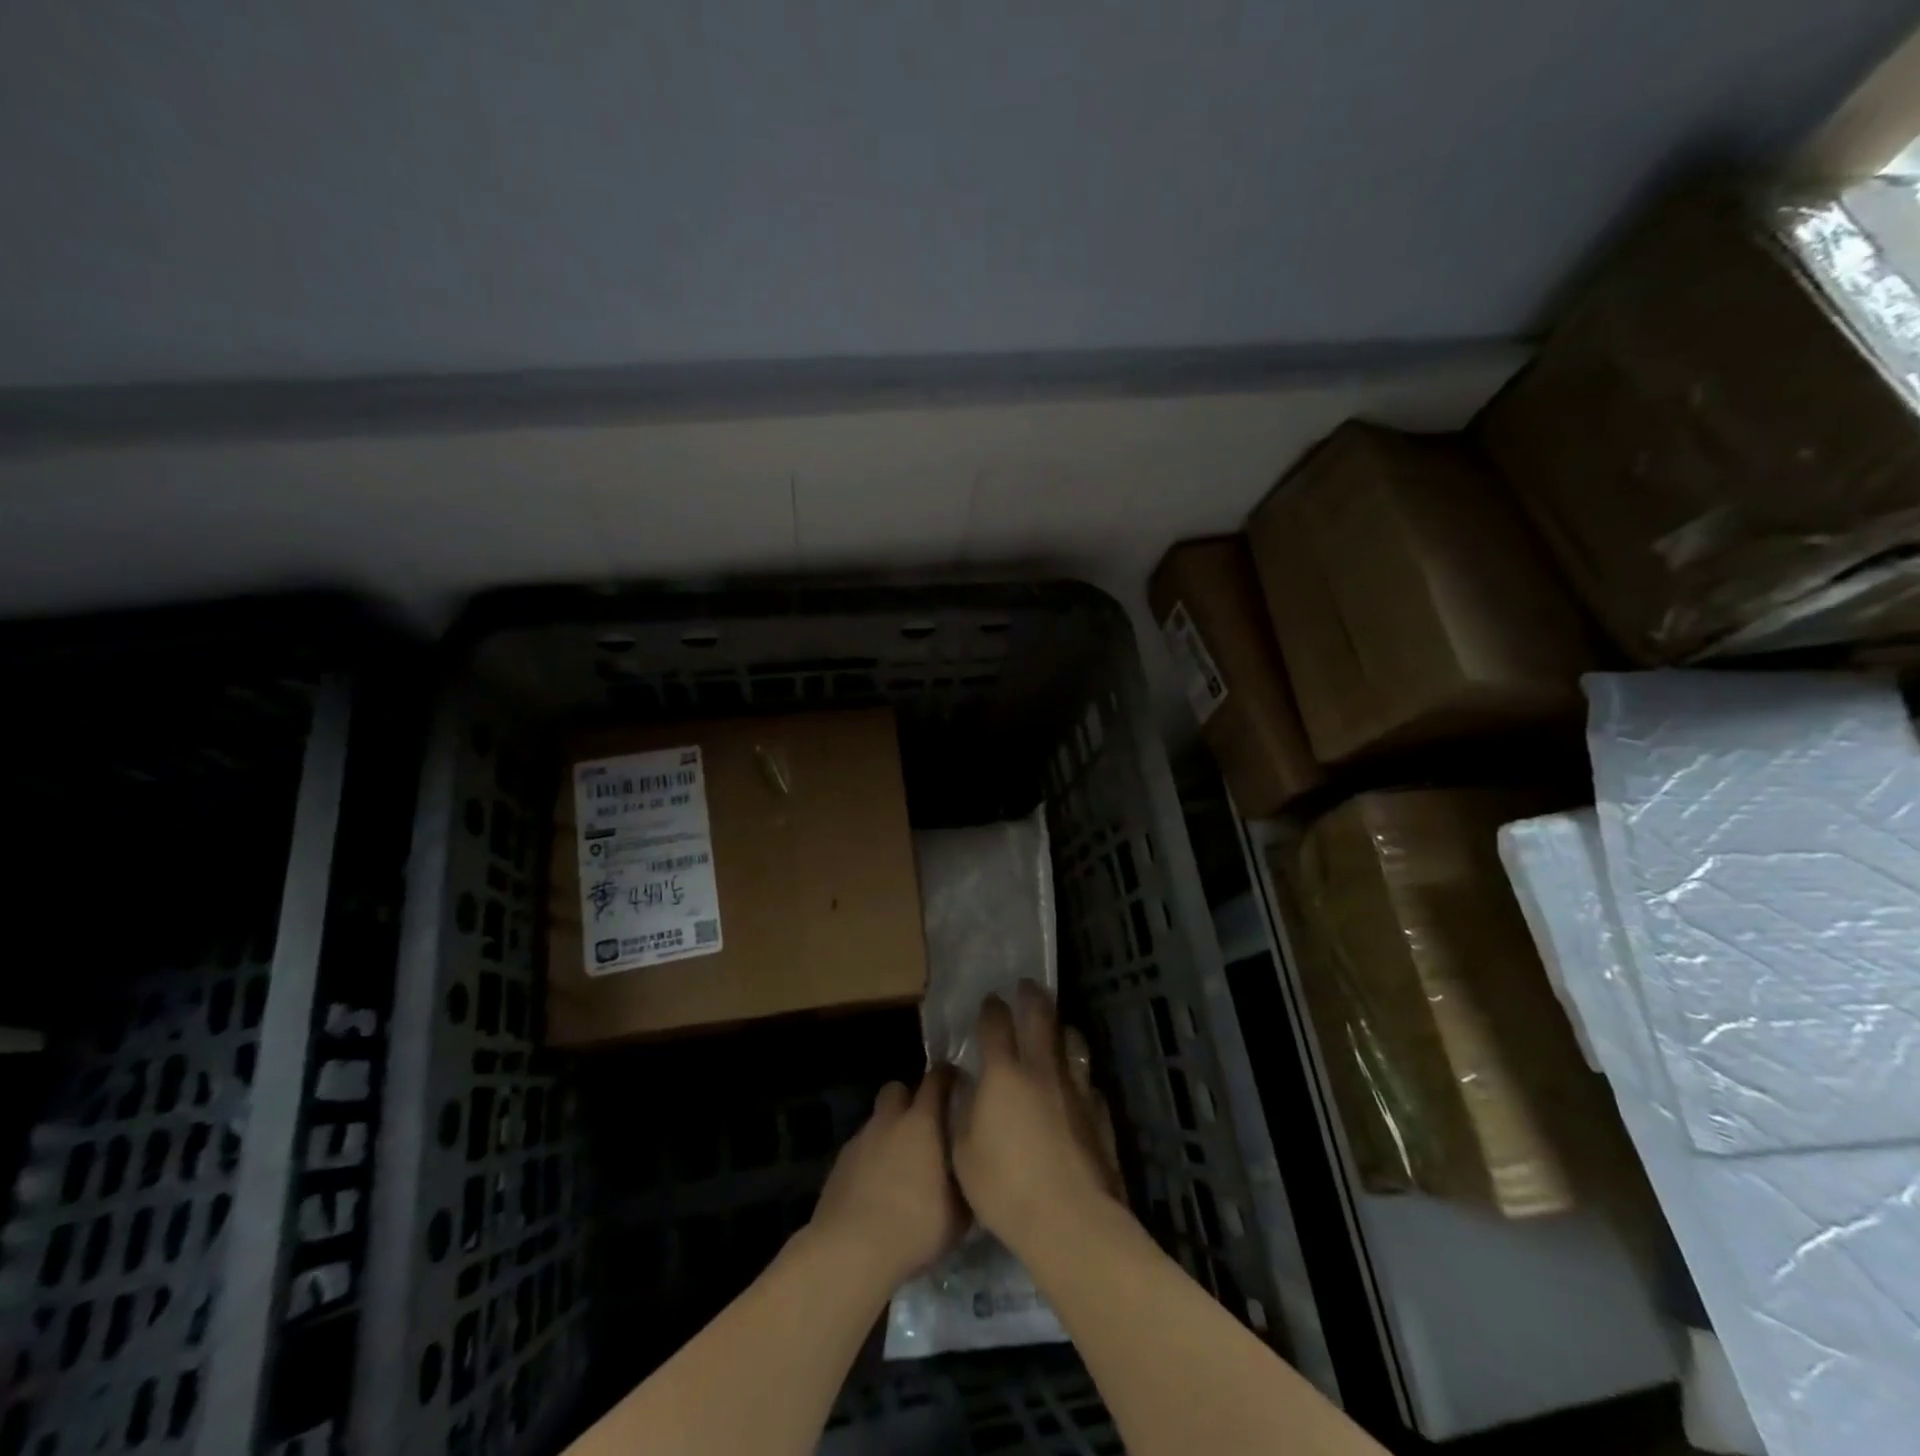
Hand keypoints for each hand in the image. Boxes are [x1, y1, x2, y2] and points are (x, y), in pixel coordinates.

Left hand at [809, 1068, 966, 1288]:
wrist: (849, 1252)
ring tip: (900, 1165)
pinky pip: (861, 1149)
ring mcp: (860, 1140)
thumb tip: (972, 1172)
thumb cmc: (913, 1227)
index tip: (958, 1084)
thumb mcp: (958, 1214)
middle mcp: (889, 1121)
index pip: (936, 1079)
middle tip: (924, 1126)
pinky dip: (871, 1159)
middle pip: (897, 1088)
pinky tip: (877, 1188)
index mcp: (922, 1123)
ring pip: (877, 1121)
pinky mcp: (839, 1164)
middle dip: (909, 1099)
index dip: (947, 1077)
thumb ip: (965, 1183)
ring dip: (889, 1133)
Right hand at [952, 982, 1123, 1255]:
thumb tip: (964, 1083)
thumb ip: (962, 1111)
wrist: (1071, 1220)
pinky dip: (1079, 1078)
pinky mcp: (1099, 1113)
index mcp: (1004, 1074)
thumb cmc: (1005, 1187)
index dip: (991, 1009)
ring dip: (1062, 1030)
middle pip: (1040, 1017)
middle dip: (1031, 997)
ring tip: (1057, 1028)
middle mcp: (1042, 1069)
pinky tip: (1077, 1087)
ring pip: (1072, 1042)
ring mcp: (1075, 1089)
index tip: (990, 1000)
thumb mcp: (963, 1152)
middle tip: (1027, 986)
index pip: (996, 1025)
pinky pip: (1088, 1084)